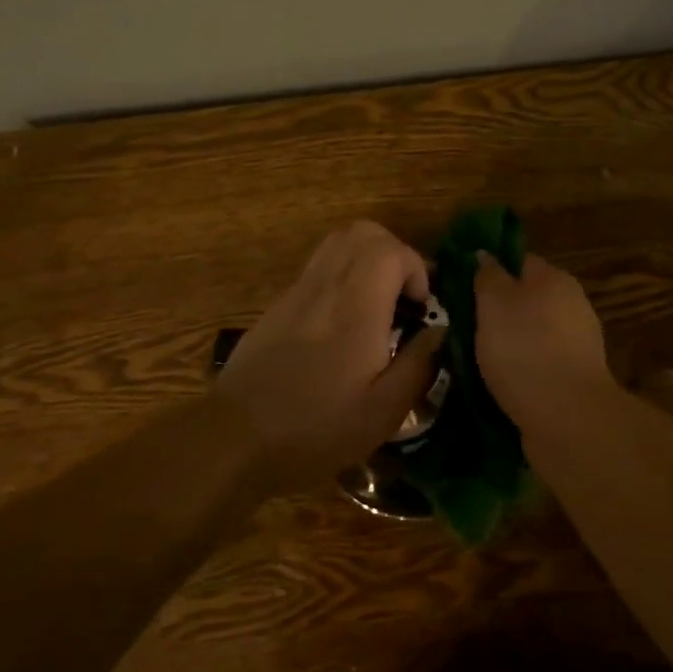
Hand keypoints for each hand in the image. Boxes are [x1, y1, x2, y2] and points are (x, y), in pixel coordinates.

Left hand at [217, 221, 444, 487]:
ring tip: (378, 303)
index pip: (390, 250)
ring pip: (338, 243)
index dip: (416, 268)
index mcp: (356, 309)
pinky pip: (318, 267)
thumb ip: (418, 365)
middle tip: (404, 297)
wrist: (234, 439)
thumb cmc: (315, 430)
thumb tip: (438, 331)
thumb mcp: (382, 413)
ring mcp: (297, 292)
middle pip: (363, 232)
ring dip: (367, 259)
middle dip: (395, 254)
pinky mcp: (278, 305)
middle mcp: (326, 287)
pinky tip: (344, 323)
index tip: (420, 307)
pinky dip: (343, 276)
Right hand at [473, 253, 614, 428]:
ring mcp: (577, 344)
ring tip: (471, 360)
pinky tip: (496, 384)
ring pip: (530, 334)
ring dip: (506, 344)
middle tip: (460, 326)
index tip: (460, 286)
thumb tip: (485, 254)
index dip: (489, 269)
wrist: (567, 417)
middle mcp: (571, 305)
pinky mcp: (573, 378)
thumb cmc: (524, 348)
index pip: (518, 260)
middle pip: (525, 298)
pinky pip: (537, 364)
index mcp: (554, 279)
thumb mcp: (494, 303)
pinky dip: (518, 370)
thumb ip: (488, 276)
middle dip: (496, 311)